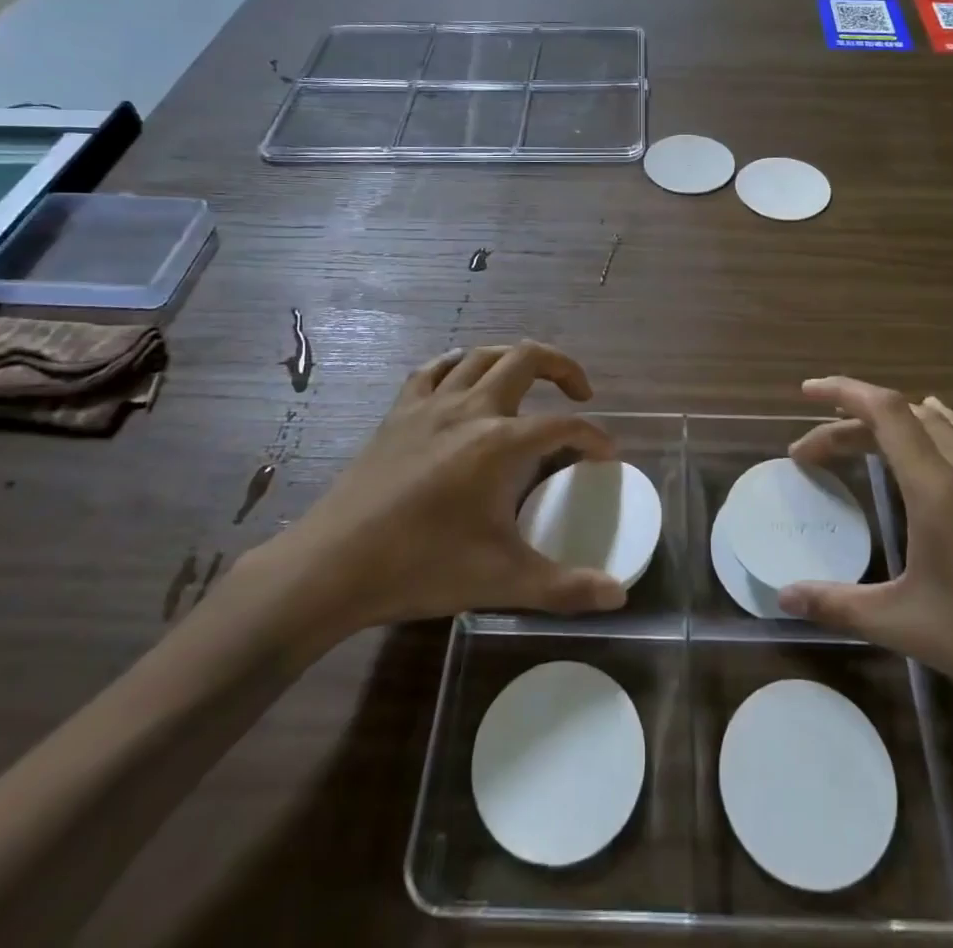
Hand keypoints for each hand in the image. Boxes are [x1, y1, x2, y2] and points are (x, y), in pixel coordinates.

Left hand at [236, 342, 626, 665]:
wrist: (334, 565)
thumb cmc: (423, 567)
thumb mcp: (502, 580)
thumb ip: (566, 587)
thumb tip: (619, 596)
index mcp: (501, 443)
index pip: (565, 426)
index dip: (594, 437)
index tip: (606, 456)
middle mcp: (472, 408)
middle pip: (528, 359)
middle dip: (563, 367)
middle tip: (579, 395)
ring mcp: (431, 405)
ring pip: (482, 355)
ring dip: (515, 359)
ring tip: (530, 384)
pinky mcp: (399, 412)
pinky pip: (434, 369)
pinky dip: (459, 364)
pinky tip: (464, 378)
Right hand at [779, 378, 952, 736]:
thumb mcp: (906, 626)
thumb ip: (839, 604)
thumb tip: (783, 596)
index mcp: (939, 490)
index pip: (885, 412)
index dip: (842, 391)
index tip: (806, 392)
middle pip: (904, 416)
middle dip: (852, 422)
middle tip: (814, 454)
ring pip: (941, 423)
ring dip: (895, 423)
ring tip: (861, 439)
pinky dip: (937, 431)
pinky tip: (937, 450)